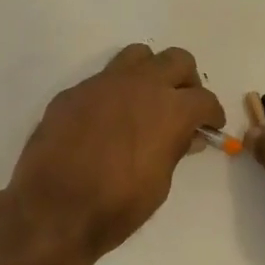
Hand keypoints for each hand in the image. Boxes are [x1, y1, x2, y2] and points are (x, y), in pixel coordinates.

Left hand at [7, 45, 225, 264]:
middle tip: (182, 106)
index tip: (210, 126)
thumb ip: (175, 150)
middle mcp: (139, 85)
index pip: (204, 98)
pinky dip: (114, 93)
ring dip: (150, 73)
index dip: (212, 114)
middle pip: (176, 60)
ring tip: (146, 101)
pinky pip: (102, 80)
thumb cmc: (115, 206)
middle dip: (185, 81)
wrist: (52, 209)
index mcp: (169, 109)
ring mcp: (102, 84)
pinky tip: (106, 121)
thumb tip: (188, 135)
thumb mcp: (159, 184)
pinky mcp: (72, 93)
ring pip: (137, 56)